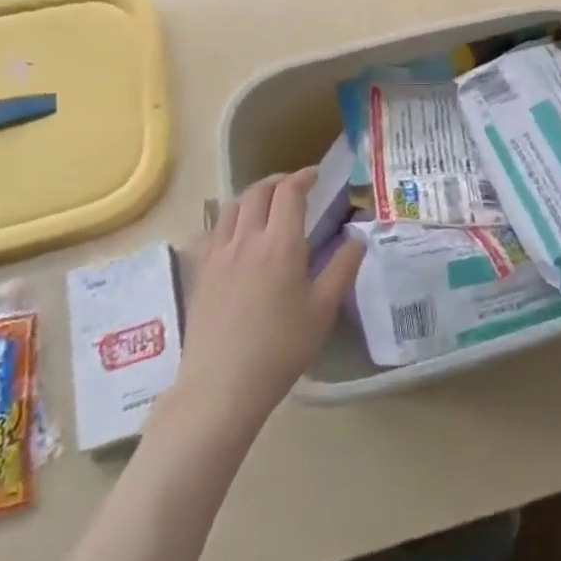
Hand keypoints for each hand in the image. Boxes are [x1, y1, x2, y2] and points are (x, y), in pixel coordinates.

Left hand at [175, 169, 364, 432]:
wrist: (222, 385)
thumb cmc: (281, 348)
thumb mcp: (323, 309)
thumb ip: (343, 266)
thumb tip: (359, 235)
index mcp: (281, 243)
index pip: (290, 192)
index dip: (304, 177)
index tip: (316, 175)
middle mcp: (247, 239)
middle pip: (258, 191)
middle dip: (278, 181)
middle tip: (294, 186)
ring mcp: (219, 254)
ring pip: (233, 206)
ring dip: (253, 196)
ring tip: (267, 205)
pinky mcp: (201, 272)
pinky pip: (216, 229)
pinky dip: (232, 219)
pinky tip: (240, 236)